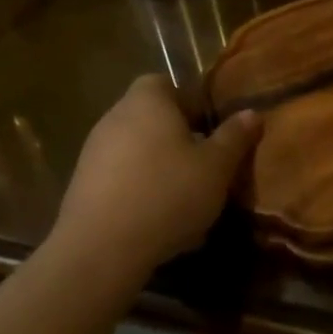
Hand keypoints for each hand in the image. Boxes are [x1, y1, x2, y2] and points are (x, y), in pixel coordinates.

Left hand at [52, 75, 260, 276]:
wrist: (101, 250)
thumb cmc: (167, 194)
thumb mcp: (217, 166)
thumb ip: (235, 137)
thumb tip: (251, 113)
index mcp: (148, 101)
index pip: (167, 84)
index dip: (191, 103)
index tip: (210, 129)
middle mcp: (115, 117)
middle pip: (152, 118)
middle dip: (178, 138)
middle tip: (204, 165)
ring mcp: (93, 153)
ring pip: (137, 151)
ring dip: (159, 167)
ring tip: (185, 199)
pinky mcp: (81, 187)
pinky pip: (120, 179)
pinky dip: (139, 191)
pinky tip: (158, 221)